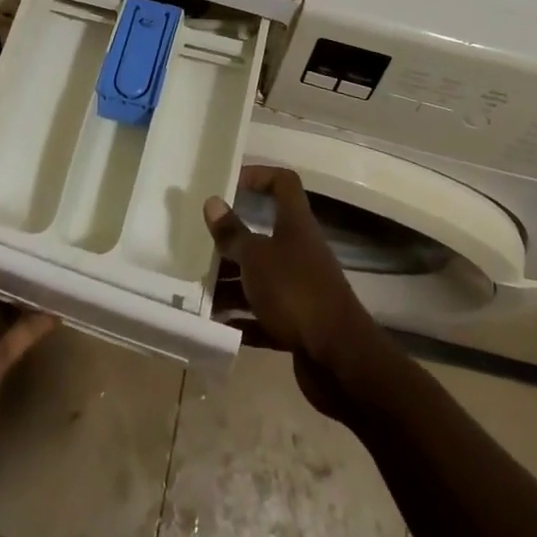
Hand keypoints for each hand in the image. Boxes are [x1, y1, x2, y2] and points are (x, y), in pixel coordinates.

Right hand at [203, 166, 385, 414]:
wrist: (339, 360)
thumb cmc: (295, 292)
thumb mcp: (256, 257)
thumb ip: (232, 232)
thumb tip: (213, 201)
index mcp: (295, 224)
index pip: (283, 183)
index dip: (259, 175)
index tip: (230, 183)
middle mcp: (299, 250)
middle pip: (263, 234)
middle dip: (232, 241)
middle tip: (200, 245)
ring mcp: (299, 288)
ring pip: (259, 278)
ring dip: (231, 284)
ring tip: (197, 291)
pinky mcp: (296, 324)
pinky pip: (262, 315)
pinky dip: (241, 318)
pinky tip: (214, 326)